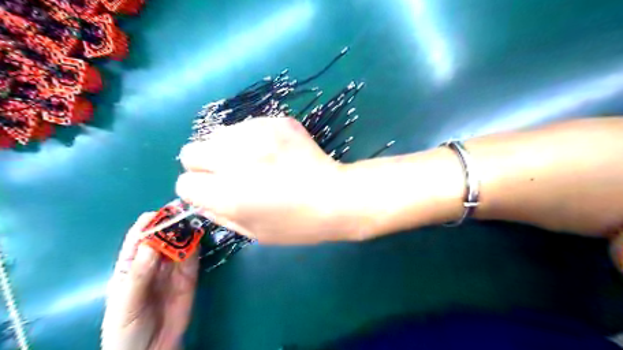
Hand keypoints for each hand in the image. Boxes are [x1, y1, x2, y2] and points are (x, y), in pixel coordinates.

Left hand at [103, 213, 198, 349]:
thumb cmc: (126, 329)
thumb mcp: (125, 303)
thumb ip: (138, 274)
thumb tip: (151, 244)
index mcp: (130, 266)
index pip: (138, 238)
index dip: (148, 224)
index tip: (161, 213)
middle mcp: (153, 262)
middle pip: (163, 237)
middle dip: (172, 224)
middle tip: (184, 213)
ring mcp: (173, 269)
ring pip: (180, 244)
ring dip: (187, 232)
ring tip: (195, 220)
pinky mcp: (189, 276)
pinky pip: (193, 258)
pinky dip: (196, 246)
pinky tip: (200, 237)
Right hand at [175, 116, 360, 243]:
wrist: (335, 196)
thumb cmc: (297, 223)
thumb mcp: (254, 232)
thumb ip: (219, 215)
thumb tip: (200, 199)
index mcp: (227, 194)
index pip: (186, 183)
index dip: (199, 190)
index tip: (214, 192)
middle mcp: (235, 160)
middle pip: (191, 151)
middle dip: (204, 165)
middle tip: (229, 174)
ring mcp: (256, 134)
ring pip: (218, 134)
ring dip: (228, 149)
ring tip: (255, 161)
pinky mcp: (275, 121)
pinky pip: (246, 126)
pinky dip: (251, 138)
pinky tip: (273, 151)